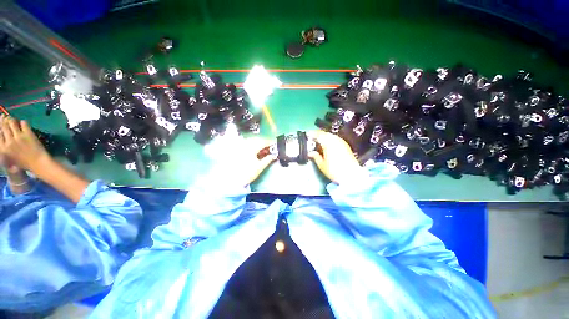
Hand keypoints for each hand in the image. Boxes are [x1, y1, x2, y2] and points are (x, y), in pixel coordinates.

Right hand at [0, 115, 49, 172]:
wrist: (38, 163)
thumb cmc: (24, 163)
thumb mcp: (9, 158)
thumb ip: (4, 147)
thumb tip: (2, 135)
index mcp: (3, 148)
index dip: (0, 126)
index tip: (2, 124)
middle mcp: (9, 141)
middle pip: (4, 126)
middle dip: (5, 121)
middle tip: (6, 118)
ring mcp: (18, 137)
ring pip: (12, 122)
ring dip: (13, 120)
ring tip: (15, 121)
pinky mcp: (28, 134)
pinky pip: (23, 123)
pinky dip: (23, 122)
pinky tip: (24, 125)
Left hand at [206, 135, 276, 186]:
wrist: (231, 180)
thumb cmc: (246, 174)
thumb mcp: (259, 167)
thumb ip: (267, 160)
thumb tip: (273, 156)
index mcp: (251, 147)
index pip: (263, 142)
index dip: (270, 143)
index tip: (274, 145)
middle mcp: (244, 144)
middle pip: (256, 140)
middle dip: (263, 143)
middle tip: (268, 149)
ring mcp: (238, 147)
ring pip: (250, 142)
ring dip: (257, 145)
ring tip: (261, 151)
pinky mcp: (234, 150)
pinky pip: (244, 145)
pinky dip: (250, 146)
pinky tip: (253, 152)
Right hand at [309, 130, 366, 184]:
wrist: (351, 175)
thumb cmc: (334, 171)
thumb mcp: (322, 165)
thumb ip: (315, 156)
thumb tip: (310, 152)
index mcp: (328, 143)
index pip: (318, 135)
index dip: (312, 133)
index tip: (306, 134)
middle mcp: (335, 140)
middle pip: (325, 133)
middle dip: (318, 134)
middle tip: (312, 138)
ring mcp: (341, 142)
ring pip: (331, 135)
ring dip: (324, 136)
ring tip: (319, 141)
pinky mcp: (346, 145)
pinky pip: (335, 138)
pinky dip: (330, 139)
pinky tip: (328, 144)